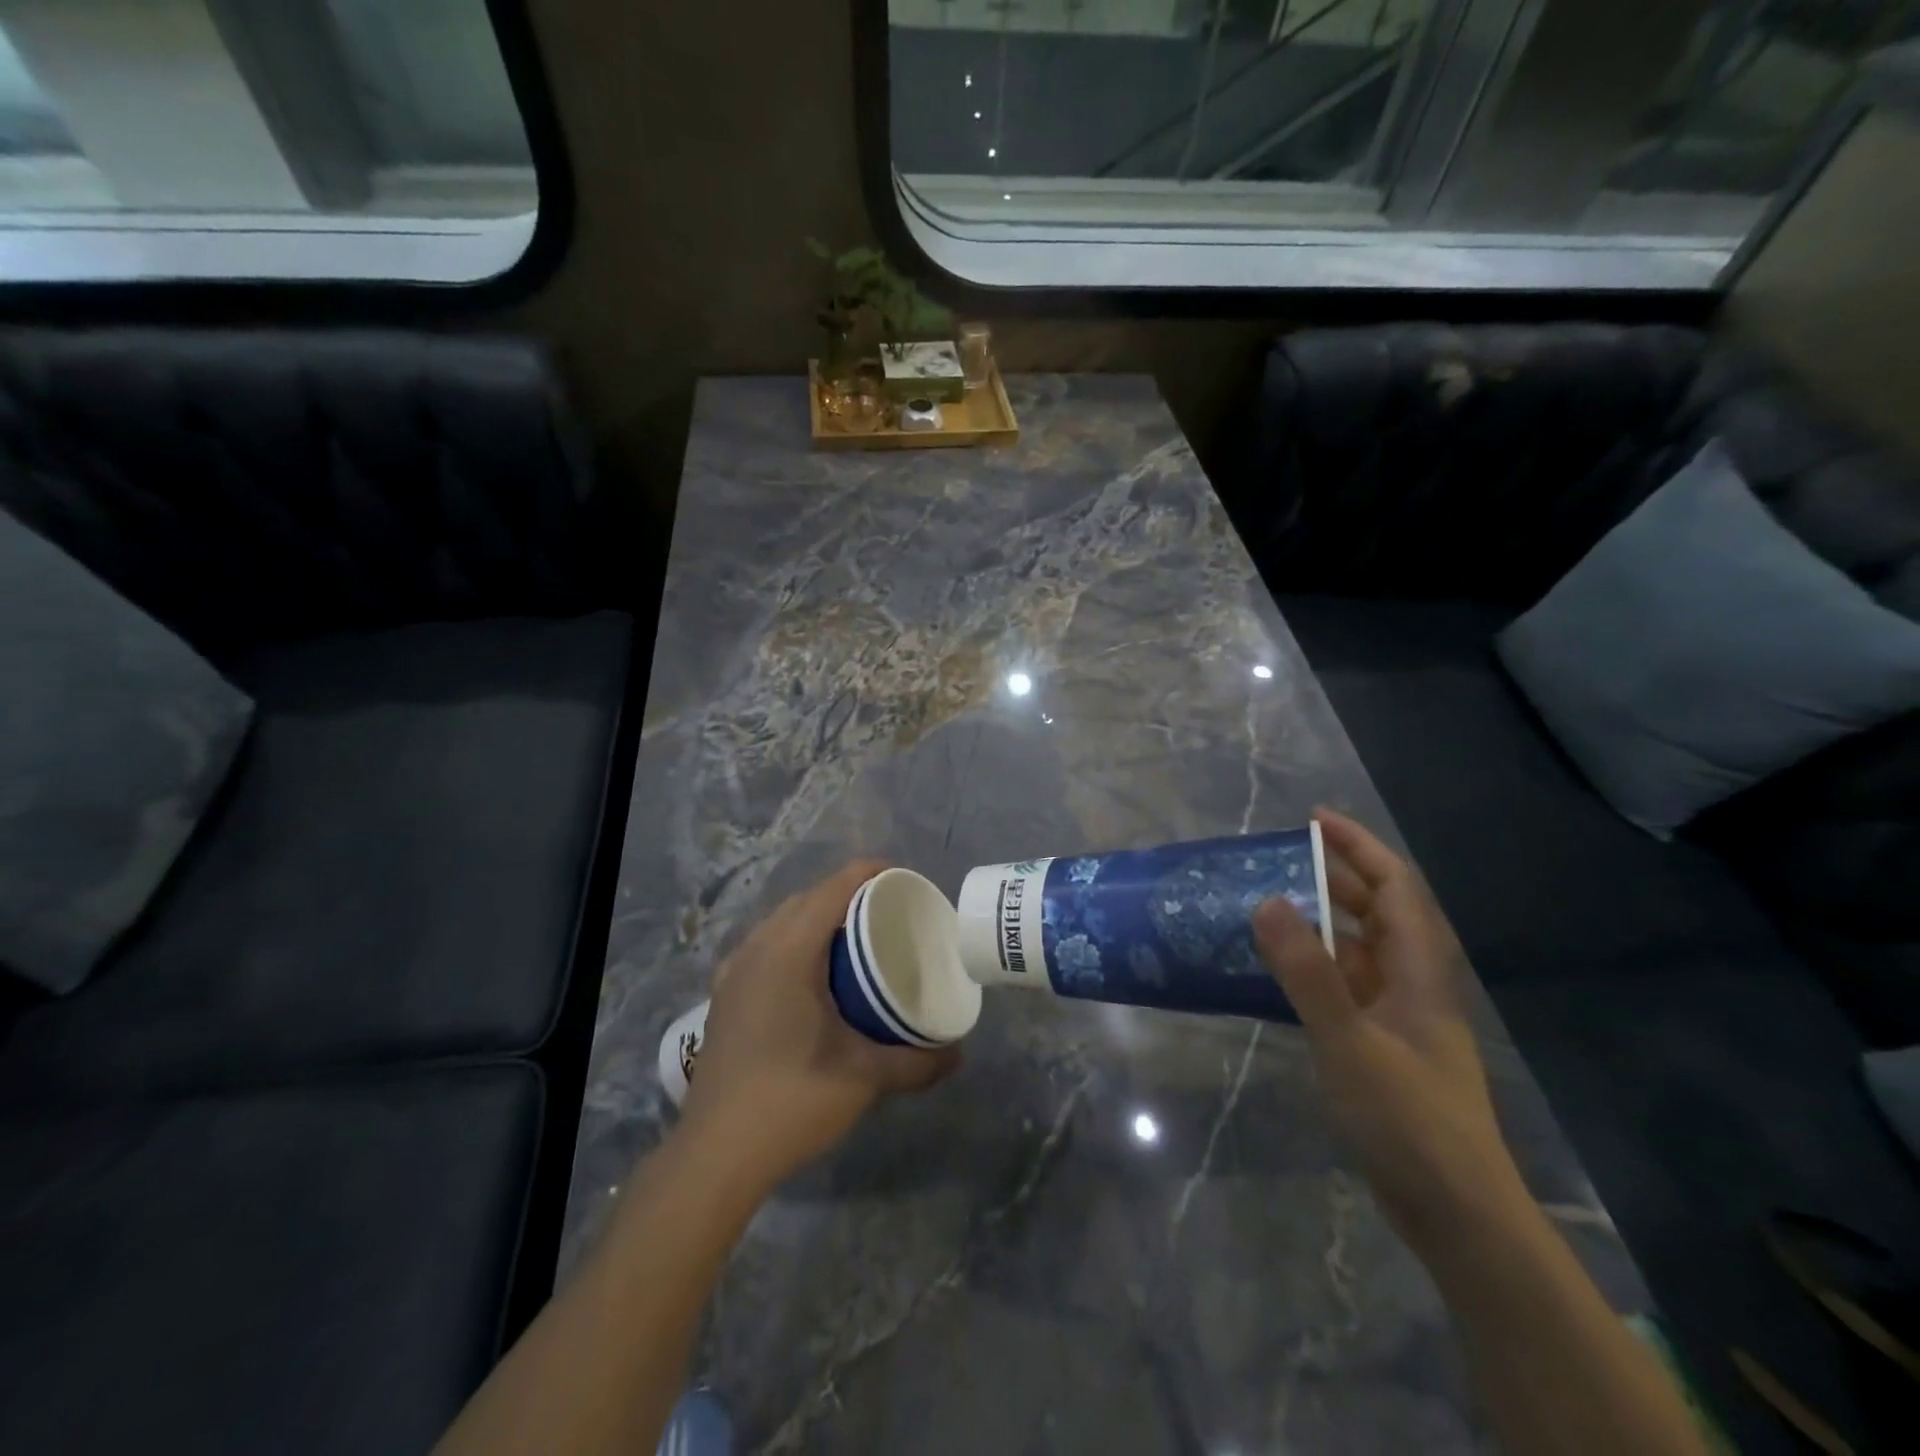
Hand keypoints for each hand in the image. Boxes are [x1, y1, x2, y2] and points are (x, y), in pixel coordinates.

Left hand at [676, 860, 960, 1195]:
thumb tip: (959, 1053)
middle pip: (807, 898)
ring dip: (817, 916)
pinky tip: (811, 974)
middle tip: (888, 913)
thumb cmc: (792, 1101)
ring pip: (781, 920)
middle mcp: (757, 949)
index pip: (832, 889)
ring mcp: (733, 971)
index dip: (869, 874)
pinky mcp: (724, 995)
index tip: (904, 882)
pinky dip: (793, 939)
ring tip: (854, 938)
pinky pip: (764, 944)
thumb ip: (917, 1062)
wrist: (715, 1155)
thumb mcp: (864, 1079)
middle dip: (847, 893)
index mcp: (789, 952)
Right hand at [1253, 810, 1524, 1248]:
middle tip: (1278, 858)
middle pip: (1378, 911)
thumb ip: (1308, 973)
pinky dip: (1315, 965)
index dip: (1359, 846)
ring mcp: (1398, 1016)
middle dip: (1335, 875)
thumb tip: (1269, 901)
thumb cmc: (1410, 1121)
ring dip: (1321, 920)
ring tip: (1270, 903)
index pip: (1395, 886)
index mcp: (1419, 971)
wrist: (1456, 1212)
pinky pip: (1345, 984)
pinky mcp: (1381, 1044)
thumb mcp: (1350, 1042)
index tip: (1314, 819)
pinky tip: (1279, 970)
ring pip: (1359, 948)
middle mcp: (1412, 983)